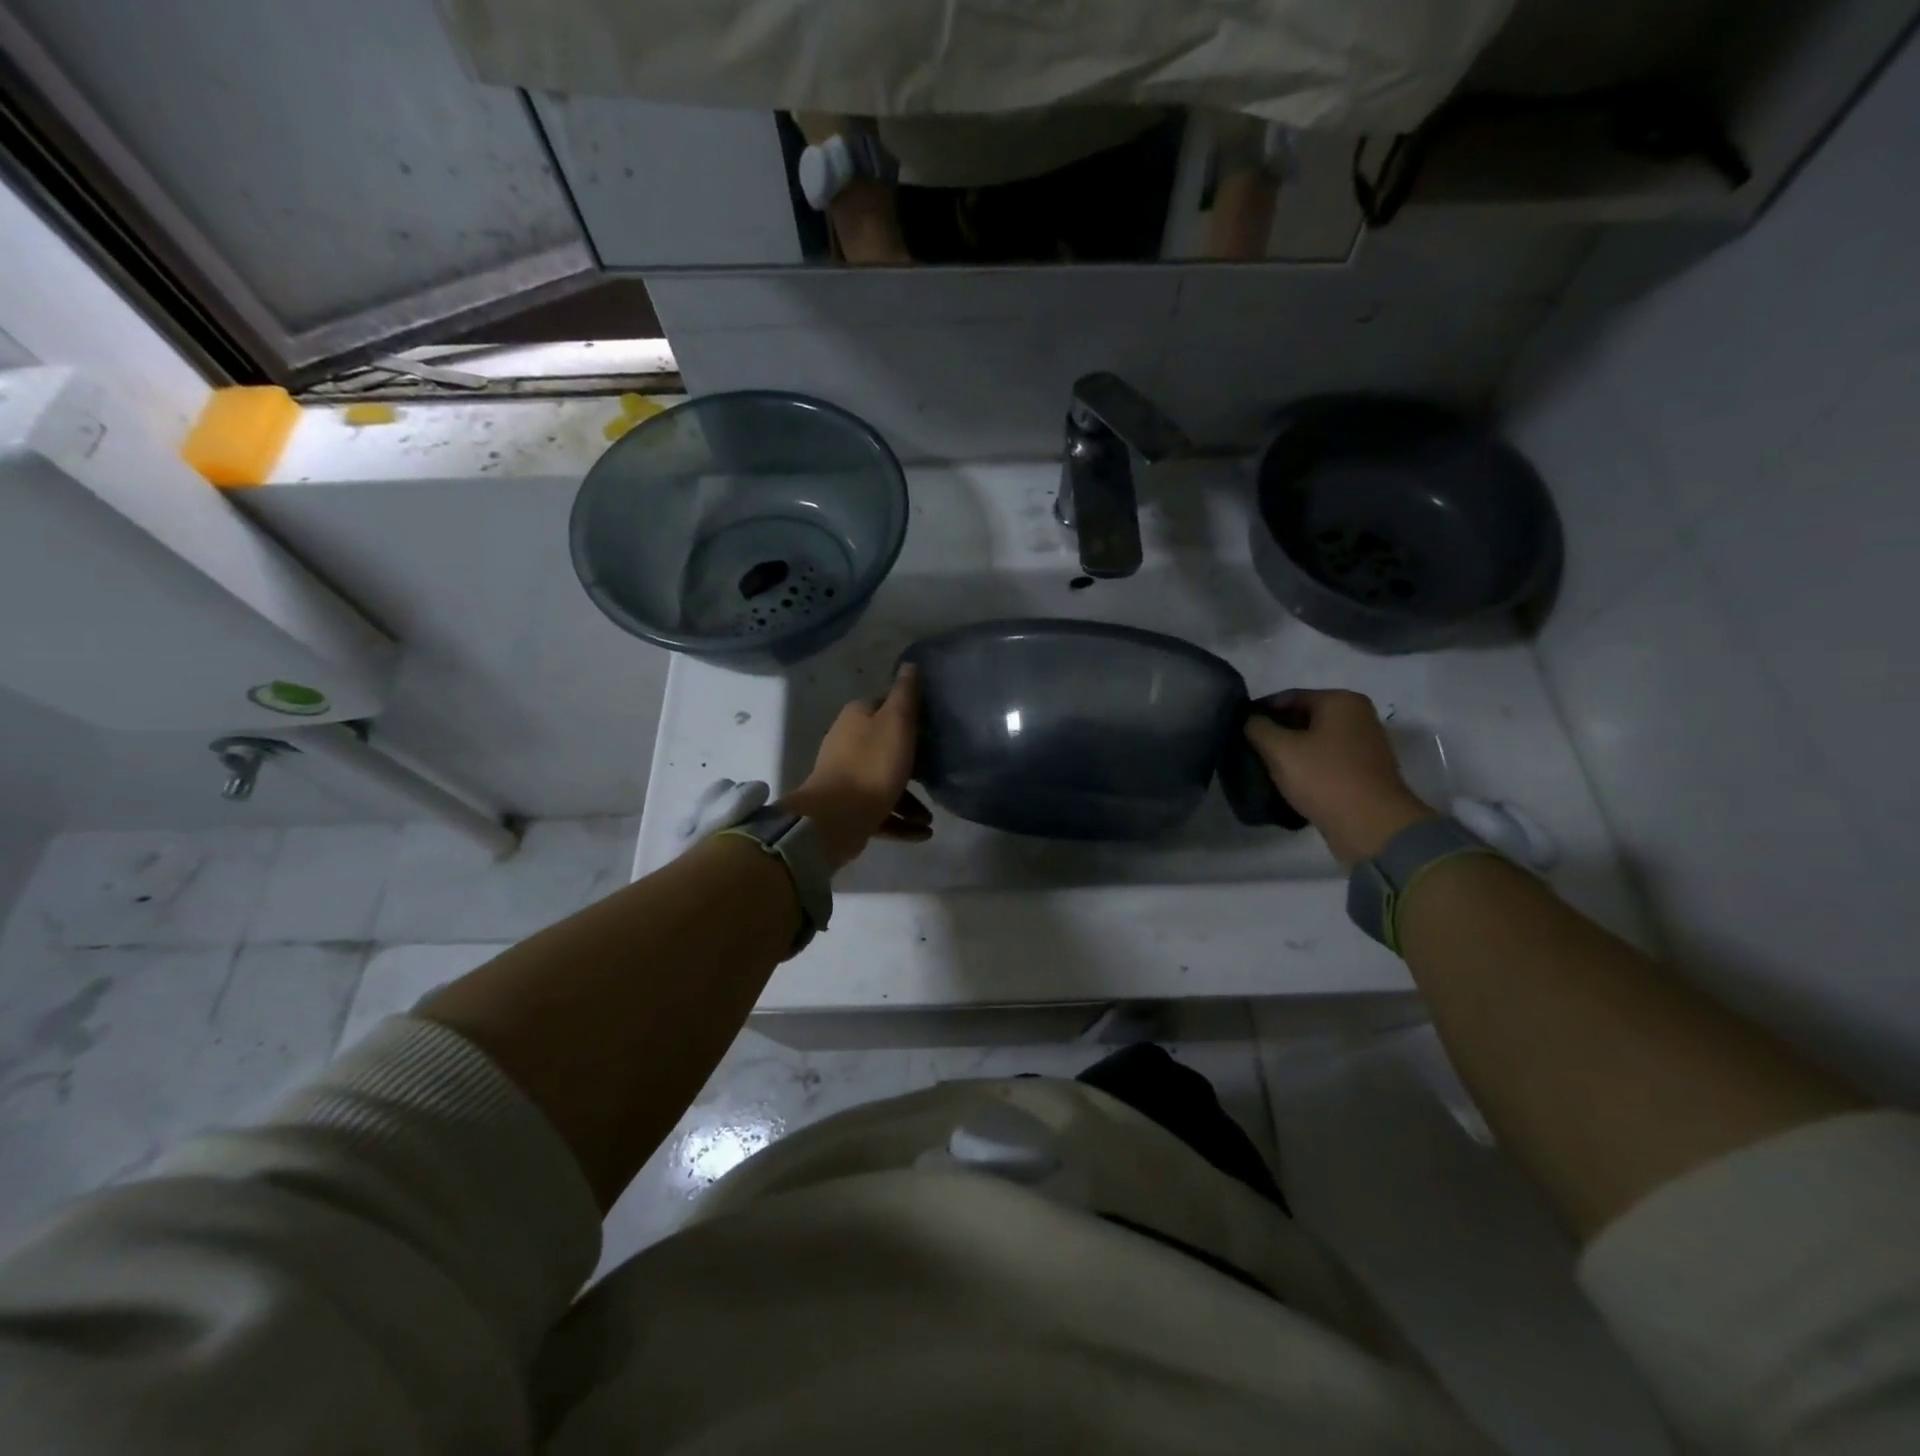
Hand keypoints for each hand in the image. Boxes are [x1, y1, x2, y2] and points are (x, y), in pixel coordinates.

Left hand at [780, 665, 932, 870]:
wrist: (837, 817)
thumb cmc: (872, 764)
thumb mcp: (897, 722)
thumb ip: (905, 694)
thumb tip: (910, 664)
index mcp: (856, 718)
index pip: (884, 706)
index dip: (908, 714)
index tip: (932, 727)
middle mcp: (847, 744)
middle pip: (885, 747)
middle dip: (912, 763)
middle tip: (937, 773)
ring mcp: (845, 779)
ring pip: (884, 784)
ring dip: (910, 801)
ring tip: (931, 817)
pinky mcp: (848, 809)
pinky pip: (880, 812)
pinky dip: (901, 822)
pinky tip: (923, 833)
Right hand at [1243, 689, 1435, 868]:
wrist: (1372, 826)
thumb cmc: (1324, 778)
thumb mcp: (1279, 750)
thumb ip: (1257, 727)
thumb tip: (1249, 720)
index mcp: (1341, 701)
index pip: (1288, 697)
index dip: (1259, 712)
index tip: (1238, 731)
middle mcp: (1357, 716)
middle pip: (1302, 718)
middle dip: (1275, 733)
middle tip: (1248, 751)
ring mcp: (1364, 745)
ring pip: (1313, 741)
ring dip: (1289, 753)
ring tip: (1263, 769)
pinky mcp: (1364, 772)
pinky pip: (1326, 761)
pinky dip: (1306, 768)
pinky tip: (1287, 782)